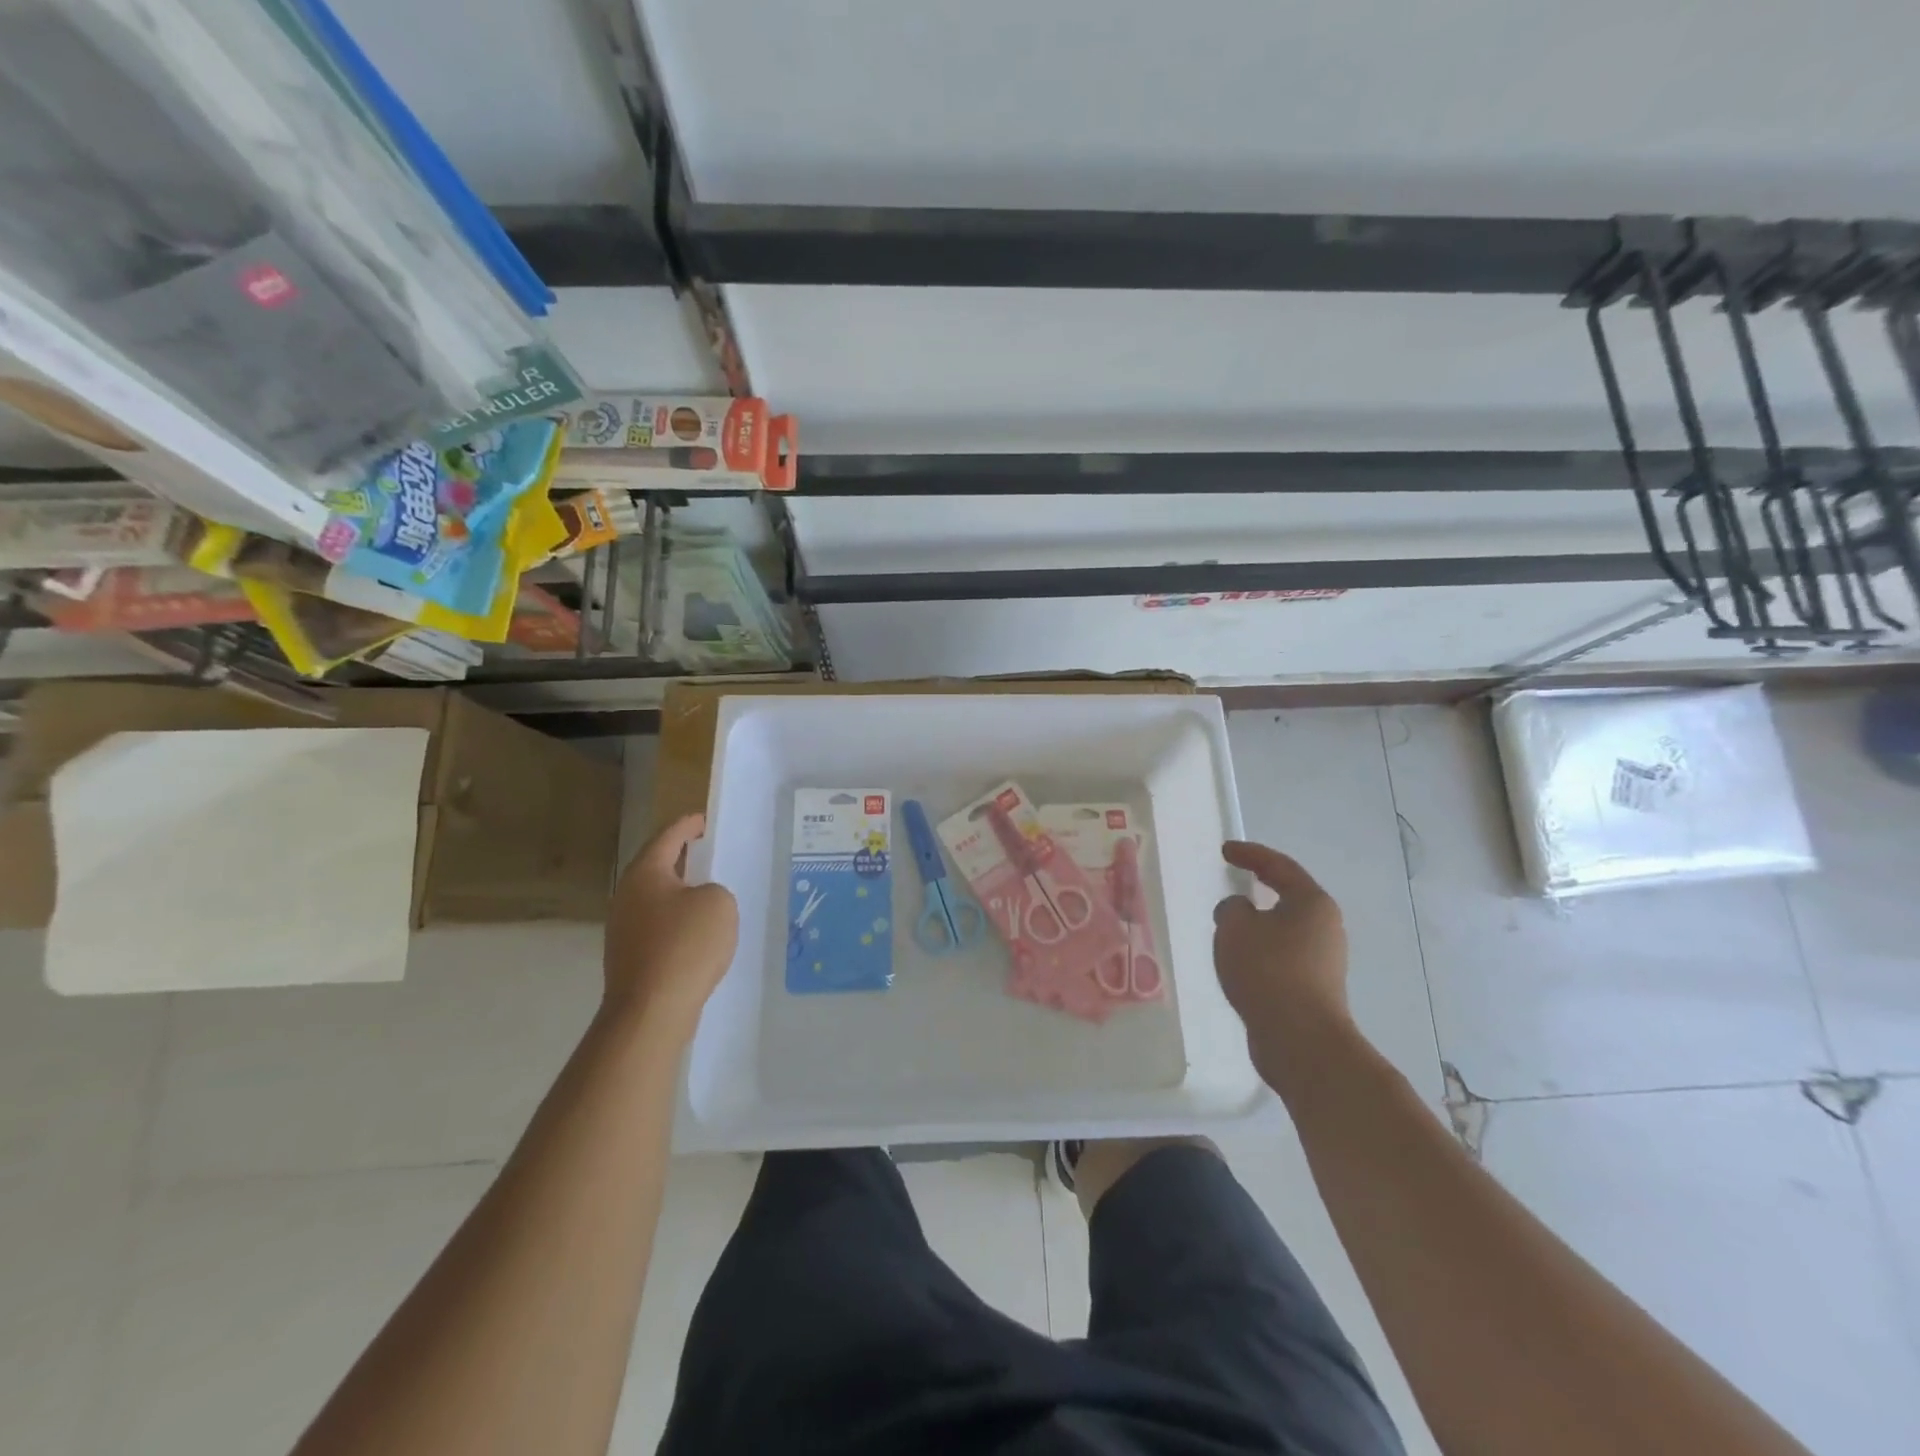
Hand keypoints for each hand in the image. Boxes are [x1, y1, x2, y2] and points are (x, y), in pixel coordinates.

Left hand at [602, 814, 738, 1036]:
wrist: (651, 1011)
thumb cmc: (686, 945)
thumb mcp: (719, 903)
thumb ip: (713, 890)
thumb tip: (698, 902)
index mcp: (645, 873)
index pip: (668, 837)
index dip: (688, 825)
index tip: (704, 821)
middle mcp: (627, 896)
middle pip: (657, 867)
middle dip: (682, 859)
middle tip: (709, 853)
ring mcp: (623, 929)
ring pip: (656, 899)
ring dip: (680, 894)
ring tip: (708, 894)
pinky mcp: (628, 957)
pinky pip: (657, 927)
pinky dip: (677, 923)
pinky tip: (698, 935)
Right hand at [1212, 840, 1353, 1091]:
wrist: (1300, 1039)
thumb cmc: (1268, 971)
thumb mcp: (1235, 927)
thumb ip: (1231, 908)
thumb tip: (1240, 911)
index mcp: (1312, 902)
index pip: (1279, 866)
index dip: (1250, 854)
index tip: (1225, 850)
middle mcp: (1325, 926)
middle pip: (1289, 895)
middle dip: (1259, 885)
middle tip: (1233, 876)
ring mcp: (1324, 958)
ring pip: (1285, 927)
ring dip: (1259, 921)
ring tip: (1229, 922)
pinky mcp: (1315, 986)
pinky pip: (1283, 953)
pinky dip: (1261, 947)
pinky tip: (1240, 958)